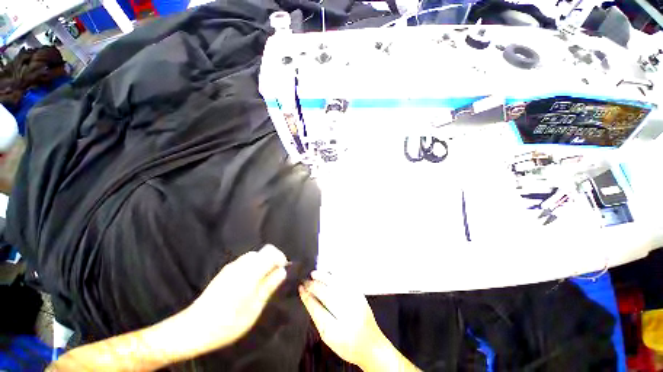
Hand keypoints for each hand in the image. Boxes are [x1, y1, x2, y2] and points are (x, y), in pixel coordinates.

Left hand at [183, 244, 287, 349]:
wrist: (193, 328)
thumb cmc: (228, 322)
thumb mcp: (254, 308)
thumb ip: (269, 286)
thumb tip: (282, 271)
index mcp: (250, 271)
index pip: (271, 252)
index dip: (280, 258)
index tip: (283, 270)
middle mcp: (241, 264)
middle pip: (263, 252)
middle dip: (272, 261)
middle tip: (273, 278)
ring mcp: (231, 267)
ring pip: (253, 256)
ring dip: (262, 264)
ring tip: (262, 282)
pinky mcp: (224, 272)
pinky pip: (244, 262)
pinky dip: (253, 267)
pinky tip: (248, 284)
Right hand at [298, 271, 390, 368]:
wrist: (372, 345)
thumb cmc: (348, 344)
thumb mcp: (329, 337)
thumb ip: (318, 317)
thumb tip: (308, 298)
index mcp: (337, 330)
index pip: (318, 309)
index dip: (308, 297)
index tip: (301, 288)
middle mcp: (348, 314)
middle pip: (328, 294)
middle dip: (314, 286)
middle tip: (305, 281)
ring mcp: (356, 302)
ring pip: (337, 285)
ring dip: (324, 277)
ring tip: (314, 274)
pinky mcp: (360, 295)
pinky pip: (347, 281)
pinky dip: (336, 275)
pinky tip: (329, 272)